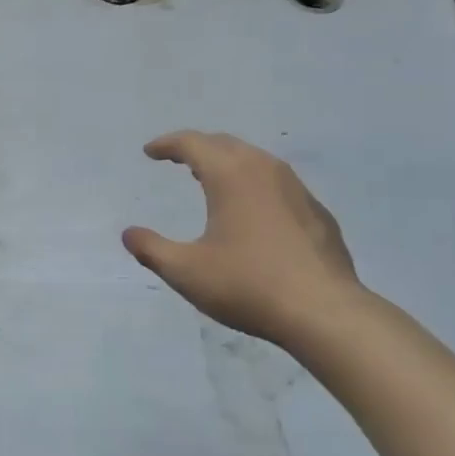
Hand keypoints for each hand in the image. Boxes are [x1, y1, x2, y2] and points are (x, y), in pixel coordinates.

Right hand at [123, 132, 366, 351]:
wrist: (325, 312)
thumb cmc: (248, 285)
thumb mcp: (186, 271)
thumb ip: (151, 249)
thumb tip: (129, 234)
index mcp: (230, 174)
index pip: (192, 143)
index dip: (167, 144)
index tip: (150, 152)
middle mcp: (264, 169)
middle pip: (224, 143)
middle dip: (198, 148)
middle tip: (179, 160)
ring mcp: (296, 189)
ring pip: (255, 160)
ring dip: (228, 163)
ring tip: (211, 180)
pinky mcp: (317, 212)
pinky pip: (278, 184)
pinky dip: (255, 185)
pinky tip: (253, 211)